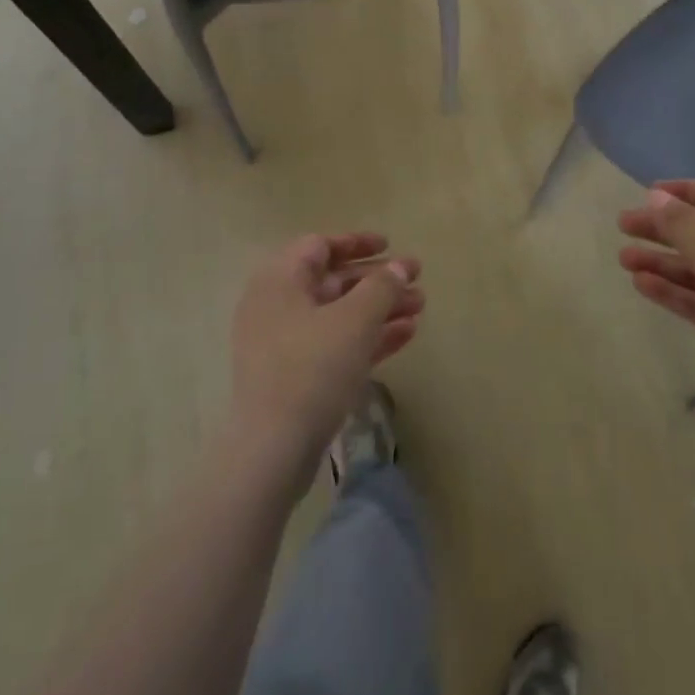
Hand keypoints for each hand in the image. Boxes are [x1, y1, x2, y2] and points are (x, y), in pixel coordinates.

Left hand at [229, 233, 423, 473]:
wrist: (272, 451)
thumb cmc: (312, 368)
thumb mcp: (355, 320)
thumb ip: (382, 287)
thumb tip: (400, 266)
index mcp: (279, 281)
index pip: (319, 246)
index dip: (357, 242)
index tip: (390, 246)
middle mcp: (277, 306)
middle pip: (333, 281)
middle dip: (378, 280)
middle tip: (417, 281)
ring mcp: (284, 344)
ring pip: (339, 315)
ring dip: (380, 309)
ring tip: (421, 308)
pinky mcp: (295, 378)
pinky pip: (336, 344)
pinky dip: (368, 337)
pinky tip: (406, 335)